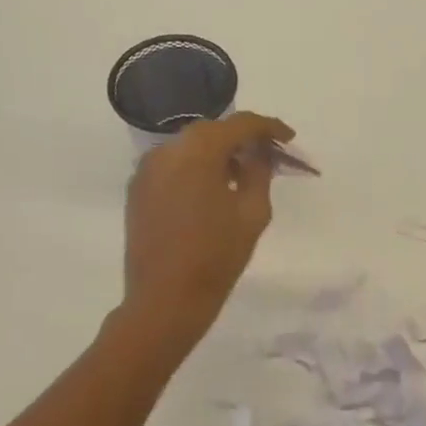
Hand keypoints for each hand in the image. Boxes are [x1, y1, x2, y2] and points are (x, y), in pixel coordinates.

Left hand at [123, 113, 293, 342]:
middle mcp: (167, 150)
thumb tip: (259, 153)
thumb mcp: (252, 212)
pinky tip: (212, 190)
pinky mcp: (137, 190)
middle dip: (241, 139)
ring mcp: (147, 169)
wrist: (164, 300)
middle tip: (267, 156)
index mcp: (198, 151)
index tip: (288, 138)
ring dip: (216, 153)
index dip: (268, 127)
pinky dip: (194, 169)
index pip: (240, 125)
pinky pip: (172, 166)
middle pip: (212, 131)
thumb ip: (259, 172)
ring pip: (189, 148)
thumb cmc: (216, 256)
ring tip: (240, 175)